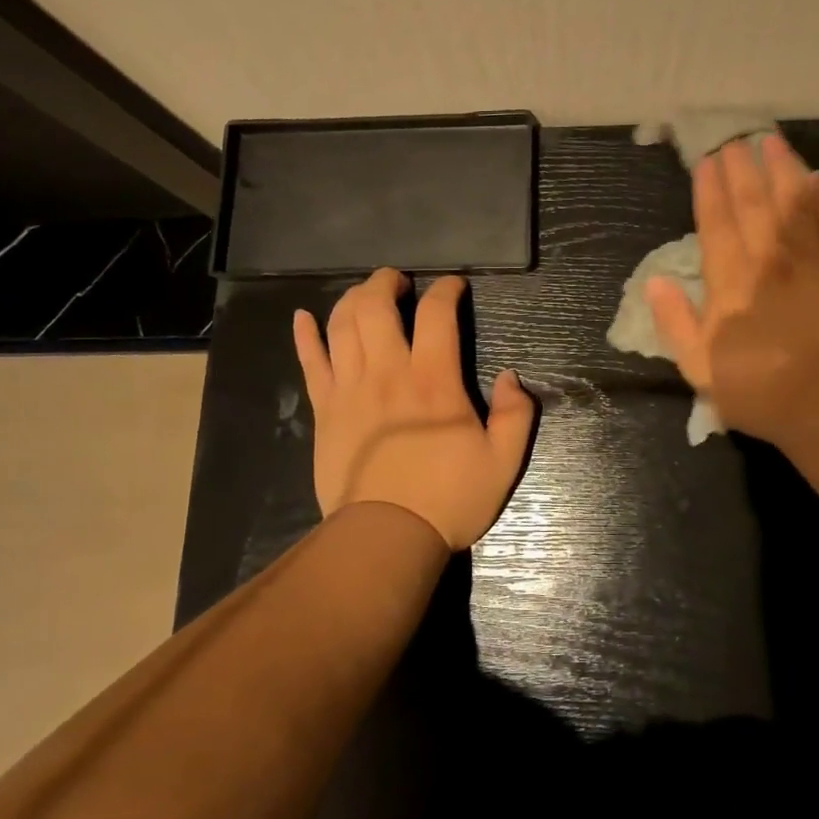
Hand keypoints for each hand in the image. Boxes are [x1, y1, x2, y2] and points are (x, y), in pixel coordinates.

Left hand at [292, 268, 536, 550]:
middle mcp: (388, 373)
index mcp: (434, 380)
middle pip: (376, 307)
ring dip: (353, 299)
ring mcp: (350, 390)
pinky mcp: (326, 411)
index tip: (454, 286)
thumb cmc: (448, 498)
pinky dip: (305, 336)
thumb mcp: (503, 462)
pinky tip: (302, 317)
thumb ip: (516, 414)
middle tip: (399, 281)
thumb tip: (510, 377)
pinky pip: (311, 364)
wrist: (386, 538)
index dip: (446, 290)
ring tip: (366, 293)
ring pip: (342, 326)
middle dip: (387, 283)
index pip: (436, 314)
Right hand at [647, 135, 818, 441]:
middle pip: (753, 204)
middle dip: (742, 169)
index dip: (710, 190)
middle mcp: (767, 258)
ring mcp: (809, 260)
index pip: (716, 223)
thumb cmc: (756, 386)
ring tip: (772, 141)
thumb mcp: (698, 365)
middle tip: (736, 139)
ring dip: (781, 170)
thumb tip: (656, 281)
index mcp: (729, 280)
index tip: (707, 160)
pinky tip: (816, 177)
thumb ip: (675, 321)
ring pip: (792, 203)